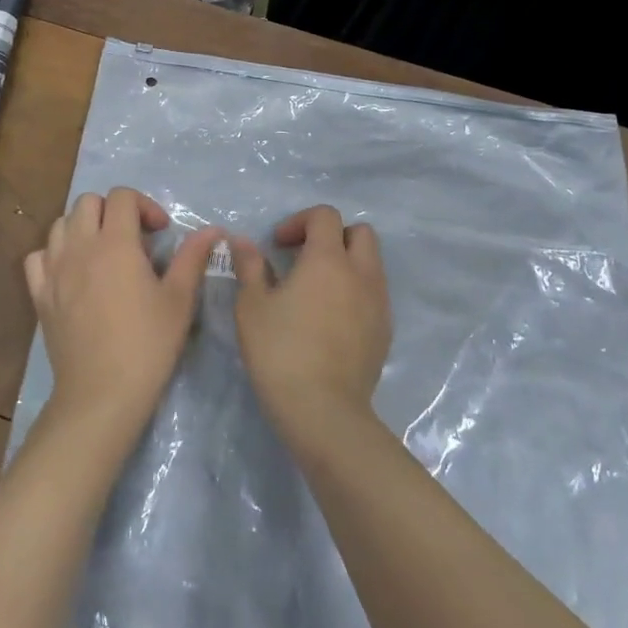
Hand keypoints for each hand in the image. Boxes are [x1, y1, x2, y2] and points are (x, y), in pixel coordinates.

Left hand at [25, 188, 219, 436]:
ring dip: (83, 227)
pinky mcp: (40, 295)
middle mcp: (80, 247)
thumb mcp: (179, 300)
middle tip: (133, 239)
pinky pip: (38, 256)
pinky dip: (55, 254)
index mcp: (115, 243)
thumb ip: (193, 257)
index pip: (122, 196)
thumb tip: (213, 229)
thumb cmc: (147, 345)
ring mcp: (54, 270)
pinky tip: (72, 272)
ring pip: (60, 224)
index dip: (144, 205)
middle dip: (112, 210)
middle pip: (87, 202)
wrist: (101, 394)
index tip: (160, 232)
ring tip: (103, 252)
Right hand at [232, 206, 392, 439]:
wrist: (324, 411)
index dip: (300, 221)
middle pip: (360, 233)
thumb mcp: (252, 306)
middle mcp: (361, 273)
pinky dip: (355, 292)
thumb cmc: (281, 351)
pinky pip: (374, 295)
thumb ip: (249, 266)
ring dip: (347, 264)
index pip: (325, 215)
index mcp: (328, 259)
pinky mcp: (385, 331)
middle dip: (333, 236)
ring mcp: (378, 303)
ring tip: (316, 291)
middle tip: (304, 259)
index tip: (278, 246)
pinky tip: (331, 320)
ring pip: (371, 264)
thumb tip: (243, 241)